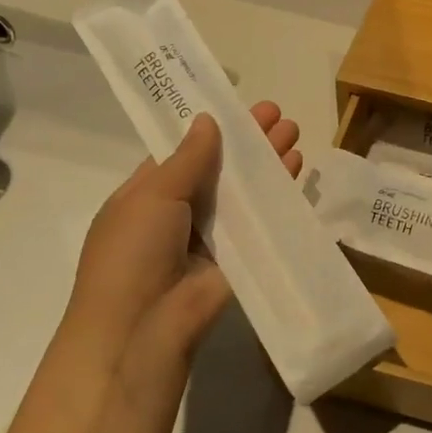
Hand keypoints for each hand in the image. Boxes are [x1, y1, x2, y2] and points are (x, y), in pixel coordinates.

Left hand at [58, 102, 300, 366]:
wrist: (144, 327)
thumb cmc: (133, 252)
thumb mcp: (152, 194)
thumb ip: (187, 158)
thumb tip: (207, 120)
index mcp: (148, 193)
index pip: (183, 152)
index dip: (211, 128)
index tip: (238, 105)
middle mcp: (181, 211)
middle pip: (220, 168)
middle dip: (247, 140)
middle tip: (276, 113)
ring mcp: (212, 235)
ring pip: (244, 191)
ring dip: (268, 162)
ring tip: (293, 132)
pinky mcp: (240, 257)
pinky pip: (262, 220)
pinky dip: (279, 194)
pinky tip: (298, 169)